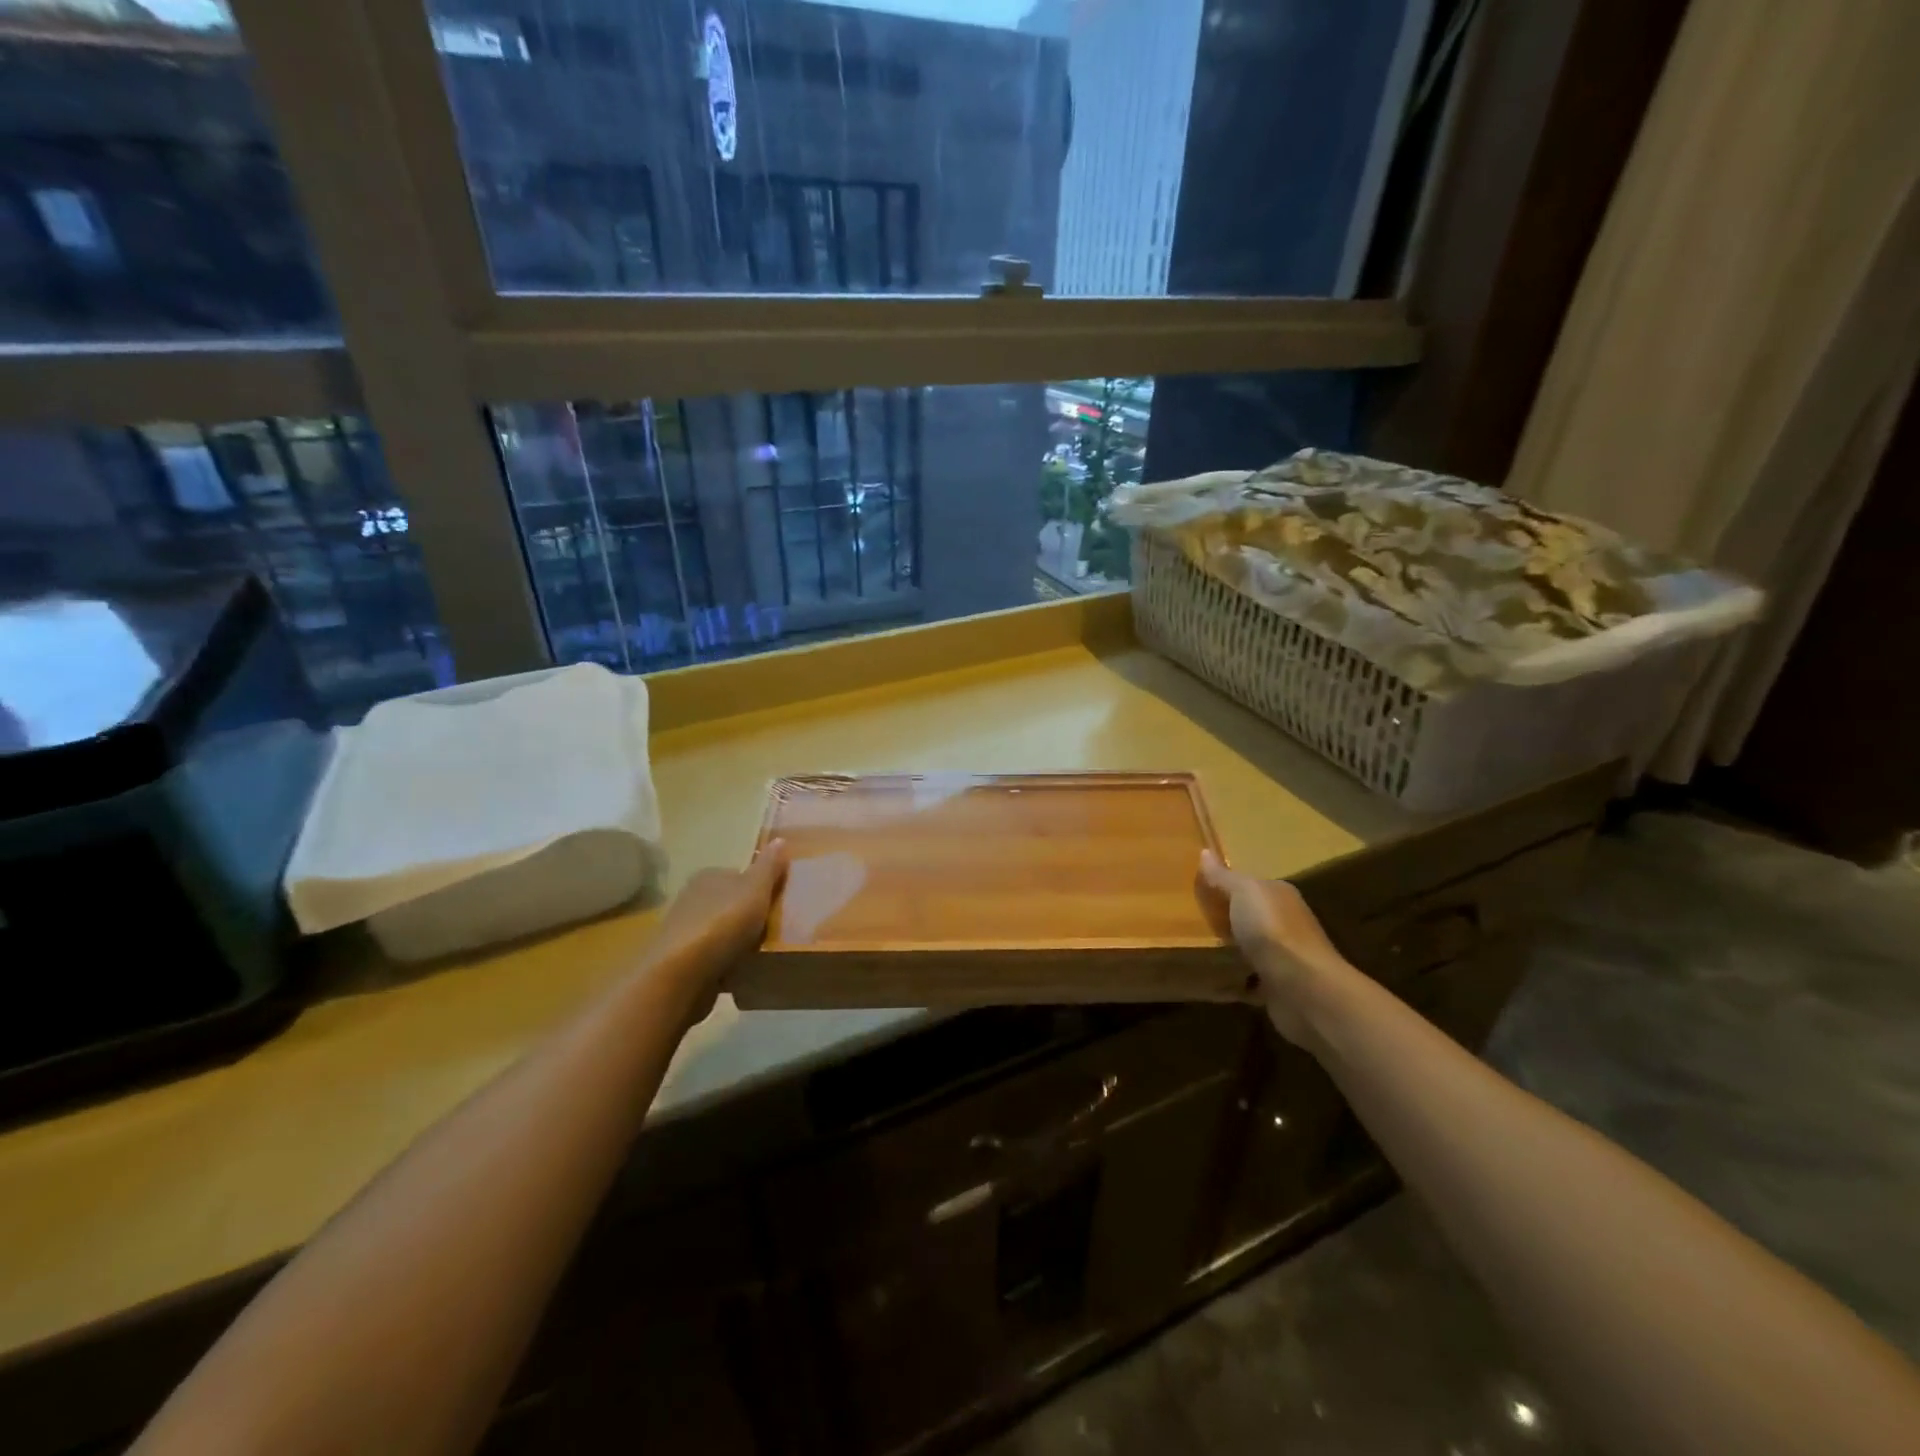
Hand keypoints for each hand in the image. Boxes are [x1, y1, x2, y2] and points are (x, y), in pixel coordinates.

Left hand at [644, 840, 788, 1017]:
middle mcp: (692, 898)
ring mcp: (684, 931)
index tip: (777, 904)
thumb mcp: (755, 889)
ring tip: (761, 954)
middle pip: (729, 903)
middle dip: (748, 916)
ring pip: (721, 931)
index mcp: (709, 876)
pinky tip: (741, 972)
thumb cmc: (722, 924)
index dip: (759, 888)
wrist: (680, 975)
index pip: (739, 875)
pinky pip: (713, 957)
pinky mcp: (681, 961)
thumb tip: (781, 839)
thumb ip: (769, 866)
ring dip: (737, 942)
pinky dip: (726, 963)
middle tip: (774, 930)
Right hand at [1198, 850, 1346, 1044]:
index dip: (1225, 886)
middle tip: (1186, 920)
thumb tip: (1205, 852)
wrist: (1302, 987)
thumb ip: (1223, 876)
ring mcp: (1284, 957)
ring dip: (1227, 951)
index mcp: (1280, 895)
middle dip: (1224, 920)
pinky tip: (1208, 981)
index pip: (1251, 886)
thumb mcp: (1243, 892)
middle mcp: (1286, 923)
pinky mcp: (1278, 988)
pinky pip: (1247, 981)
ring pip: (1248, 949)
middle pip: (1249, 917)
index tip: (1196, 890)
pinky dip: (1231, 982)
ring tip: (1192, 949)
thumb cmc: (1272, 930)